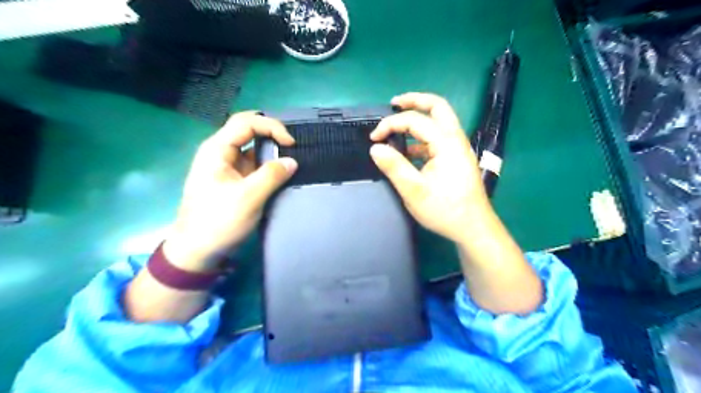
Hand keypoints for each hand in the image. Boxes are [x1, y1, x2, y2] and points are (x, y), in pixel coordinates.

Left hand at [162, 111, 295, 270]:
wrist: (197, 250)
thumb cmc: (218, 221)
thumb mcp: (248, 197)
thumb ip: (272, 175)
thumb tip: (292, 161)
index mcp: (217, 150)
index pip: (246, 122)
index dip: (271, 126)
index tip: (291, 143)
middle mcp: (221, 152)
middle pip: (248, 130)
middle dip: (272, 134)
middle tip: (292, 147)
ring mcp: (227, 167)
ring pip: (252, 148)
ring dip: (271, 151)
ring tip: (291, 160)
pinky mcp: (234, 180)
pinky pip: (253, 165)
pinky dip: (268, 165)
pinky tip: (281, 173)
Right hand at [369, 91, 488, 243]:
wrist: (473, 228)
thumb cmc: (445, 210)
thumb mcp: (413, 190)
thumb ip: (394, 166)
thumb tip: (375, 148)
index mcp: (446, 143)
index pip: (415, 120)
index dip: (390, 125)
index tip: (373, 138)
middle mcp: (455, 139)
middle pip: (438, 107)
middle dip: (415, 101)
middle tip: (394, 103)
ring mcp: (458, 148)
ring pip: (440, 121)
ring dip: (419, 118)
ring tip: (398, 124)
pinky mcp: (456, 158)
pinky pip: (438, 138)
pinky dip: (422, 137)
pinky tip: (408, 151)